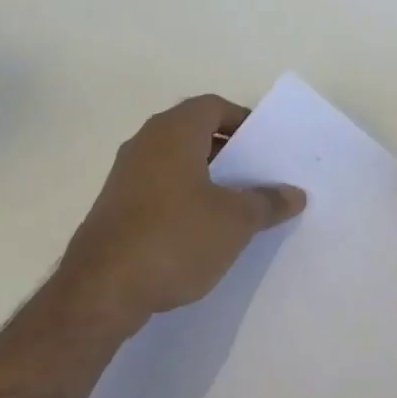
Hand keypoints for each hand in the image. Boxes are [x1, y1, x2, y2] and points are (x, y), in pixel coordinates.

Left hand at [56, 95, 305, 334]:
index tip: (268, 147)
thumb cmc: (175, 238)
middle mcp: (145, 143)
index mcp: (174, 132)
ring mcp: (125, 176)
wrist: (101, 291)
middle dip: (230, 151)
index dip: (244, 121)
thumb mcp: (235, 222)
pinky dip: (185, 198)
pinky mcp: (116, 207)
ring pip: (177, 162)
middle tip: (261, 175)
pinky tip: (203, 230)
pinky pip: (160, 188)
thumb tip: (295, 193)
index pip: (214, 107)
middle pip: (195, 133)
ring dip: (208, 177)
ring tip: (238, 205)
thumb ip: (268, 202)